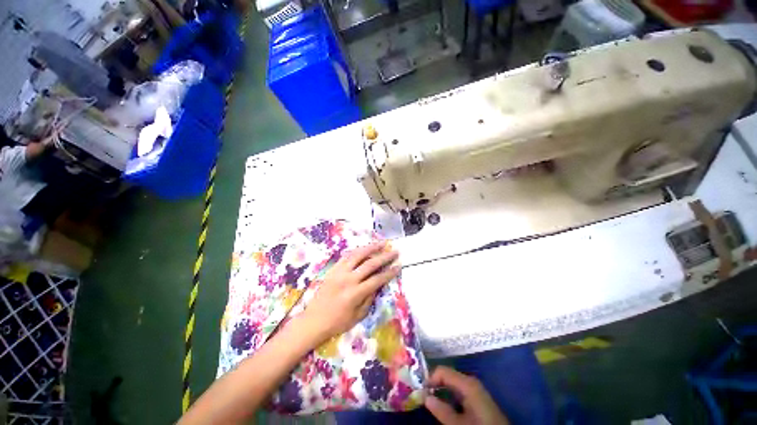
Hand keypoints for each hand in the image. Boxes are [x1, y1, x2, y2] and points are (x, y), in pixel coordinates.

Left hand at [301, 241, 399, 344]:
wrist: (313, 320)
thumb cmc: (337, 322)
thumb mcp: (357, 316)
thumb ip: (369, 298)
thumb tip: (378, 284)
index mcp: (355, 293)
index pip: (377, 279)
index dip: (389, 272)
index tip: (398, 265)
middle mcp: (348, 279)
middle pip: (370, 264)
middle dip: (384, 257)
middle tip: (394, 251)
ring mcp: (339, 272)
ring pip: (358, 255)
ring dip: (371, 248)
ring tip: (382, 243)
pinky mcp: (333, 269)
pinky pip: (346, 256)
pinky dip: (357, 251)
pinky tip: (364, 248)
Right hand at [425, 366, 508, 424]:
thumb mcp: (459, 424)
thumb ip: (441, 410)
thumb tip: (425, 397)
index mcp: (467, 383)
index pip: (442, 371)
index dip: (429, 379)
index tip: (420, 391)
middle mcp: (470, 382)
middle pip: (447, 376)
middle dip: (434, 384)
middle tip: (422, 396)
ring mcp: (475, 390)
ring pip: (452, 384)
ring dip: (440, 391)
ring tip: (430, 401)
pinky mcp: (477, 398)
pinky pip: (458, 391)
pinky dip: (449, 396)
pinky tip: (444, 405)